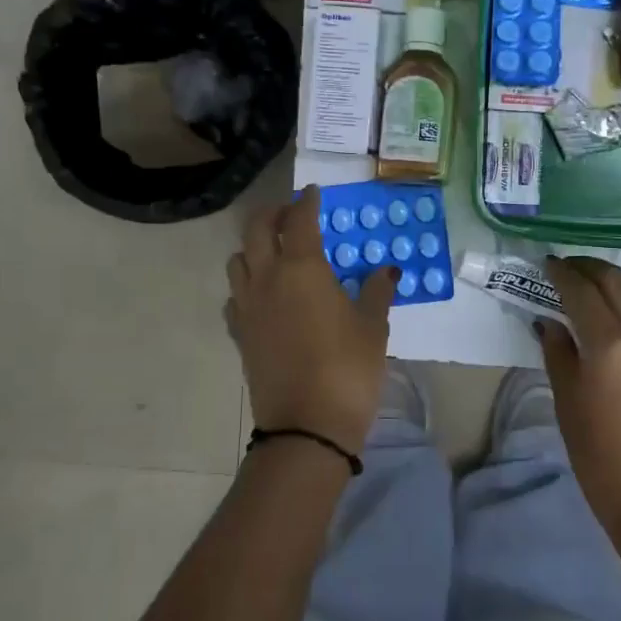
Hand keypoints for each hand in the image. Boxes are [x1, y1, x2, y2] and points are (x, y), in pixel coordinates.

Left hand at [226, 185, 395, 450]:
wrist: (306, 427)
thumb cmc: (348, 369)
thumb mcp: (373, 327)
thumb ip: (376, 292)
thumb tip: (386, 272)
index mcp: (302, 268)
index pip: (300, 221)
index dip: (307, 203)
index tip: (313, 194)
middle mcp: (267, 278)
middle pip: (257, 230)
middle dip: (273, 214)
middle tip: (291, 214)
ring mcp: (248, 307)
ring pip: (238, 260)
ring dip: (253, 247)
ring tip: (274, 253)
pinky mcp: (240, 334)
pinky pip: (235, 297)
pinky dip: (246, 285)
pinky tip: (263, 296)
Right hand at [537, 257, 620, 538]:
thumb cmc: (603, 460)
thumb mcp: (568, 405)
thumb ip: (558, 354)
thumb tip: (549, 322)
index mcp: (608, 343)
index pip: (580, 289)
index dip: (561, 272)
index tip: (549, 264)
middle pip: (617, 279)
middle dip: (590, 268)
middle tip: (573, 270)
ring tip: (619, 299)